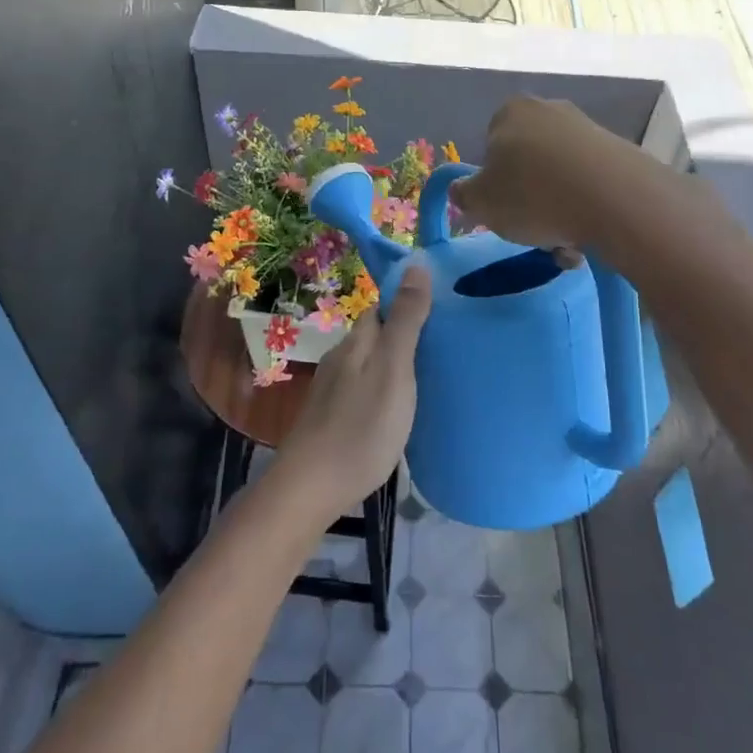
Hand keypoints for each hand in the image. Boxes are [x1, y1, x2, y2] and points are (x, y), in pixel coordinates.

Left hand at [275, 264, 431, 522]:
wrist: (310, 488)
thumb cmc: (361, 427)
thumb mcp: (394, 369)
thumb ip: (405, 320)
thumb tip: (415, 264)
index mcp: (357, 342)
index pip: (381, 308)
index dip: (407, 304)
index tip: (440, 312)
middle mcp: (340, 358)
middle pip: (375, 336)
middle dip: (403, 335)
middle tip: (442, 348)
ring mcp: (332, 390)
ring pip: (368, 364)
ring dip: (393, 364)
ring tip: (427, 378)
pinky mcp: (330, 418)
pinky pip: (363, 390)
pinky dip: (382, 390)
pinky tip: (396, 409)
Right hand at [447, 96, 630, 253]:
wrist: (615, 200)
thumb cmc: (533, 195)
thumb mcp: (480, 202)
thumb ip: (464, 195)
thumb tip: (461, 191)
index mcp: (511, 111)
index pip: (491, 145)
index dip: (493, 181)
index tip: (501, 209)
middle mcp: (550, 110)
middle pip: (528, 162)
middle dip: (529, 196)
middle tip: (532, 229)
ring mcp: (589, 129)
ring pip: (560, 178)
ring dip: (558, 210)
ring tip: (564, 242)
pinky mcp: (620, 153)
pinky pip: (591, 185)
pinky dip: (586, 209)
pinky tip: (588, 235)